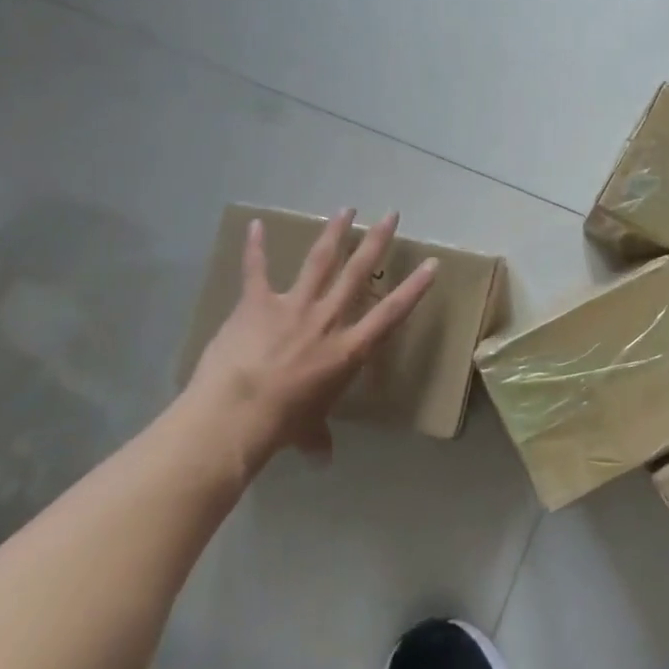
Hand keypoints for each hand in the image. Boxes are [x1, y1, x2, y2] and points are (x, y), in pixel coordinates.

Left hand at [187, 209, 438, 465]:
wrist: (236, 414)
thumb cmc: (281, 425)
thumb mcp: (307, 432)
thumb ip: (318, 439)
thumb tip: (323, 459)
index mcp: (348, 350)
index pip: (391, 314)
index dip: (413, 288)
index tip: (432, 264)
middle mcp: (327, 320)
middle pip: (358, 273)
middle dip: (377, 242)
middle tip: (390, 215)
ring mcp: (292, 307)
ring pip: (319, 261)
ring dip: (333, 233)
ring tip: (345, 209)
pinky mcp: (256, 304)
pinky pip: (255, 271)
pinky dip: (254, 247)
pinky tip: (254, 224)